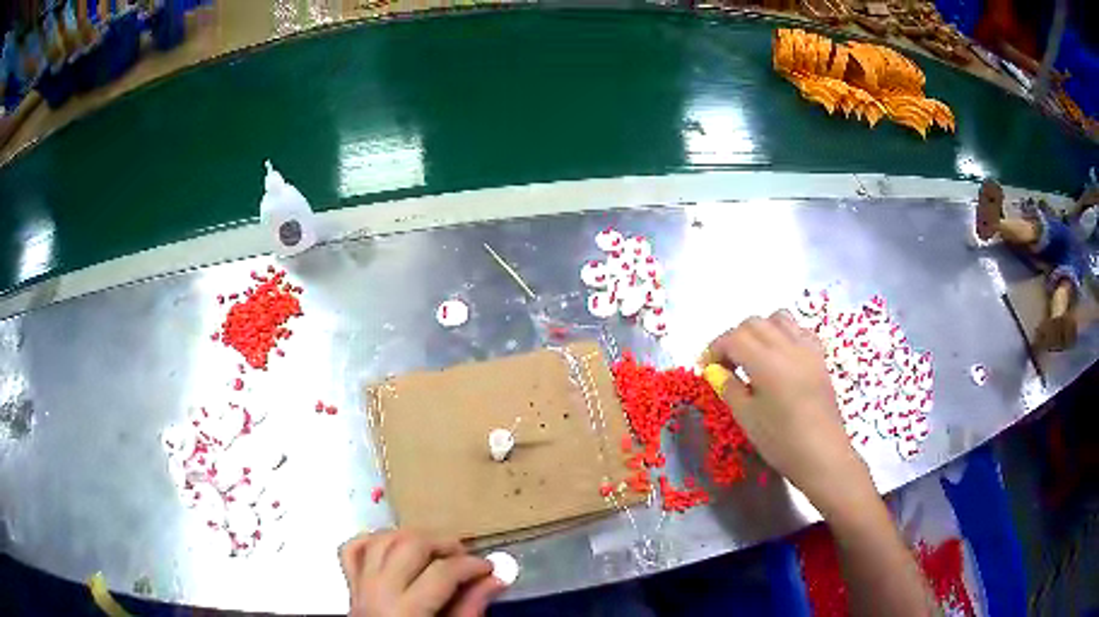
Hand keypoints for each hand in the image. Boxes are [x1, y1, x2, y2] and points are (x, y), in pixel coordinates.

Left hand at [339, 530, 504, 616]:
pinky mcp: (350, 585)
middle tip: (464, 556)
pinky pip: (352, 550)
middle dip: (442, 543)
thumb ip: (471, 608)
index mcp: (406, 611)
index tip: (489, 569)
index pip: (442, 572)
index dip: (472, 565)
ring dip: (410, 537)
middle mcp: (379, 592)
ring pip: (380, 541)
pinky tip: (395, 547)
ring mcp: (360, 586)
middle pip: (409, 546)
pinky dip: (372, 541)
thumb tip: (496, 579)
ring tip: (434, 550)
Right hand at [705, 311, 874, 516]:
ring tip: (753, 356)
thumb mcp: (747, 418)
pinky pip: (799, 330)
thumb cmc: (781, 441)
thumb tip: (714, 371)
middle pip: (754, 323)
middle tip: (726, 364)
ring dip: (760, 330)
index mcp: (766, 362)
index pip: (733, 338)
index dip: (714, 349)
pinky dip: (784, 335)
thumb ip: (729, 388)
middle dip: (734, 338)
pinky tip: (780, 357)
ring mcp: (807, 349)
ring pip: (778, 318)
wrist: (822, 455)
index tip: (706, 368)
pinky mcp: (820, 357)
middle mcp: (787, 346)